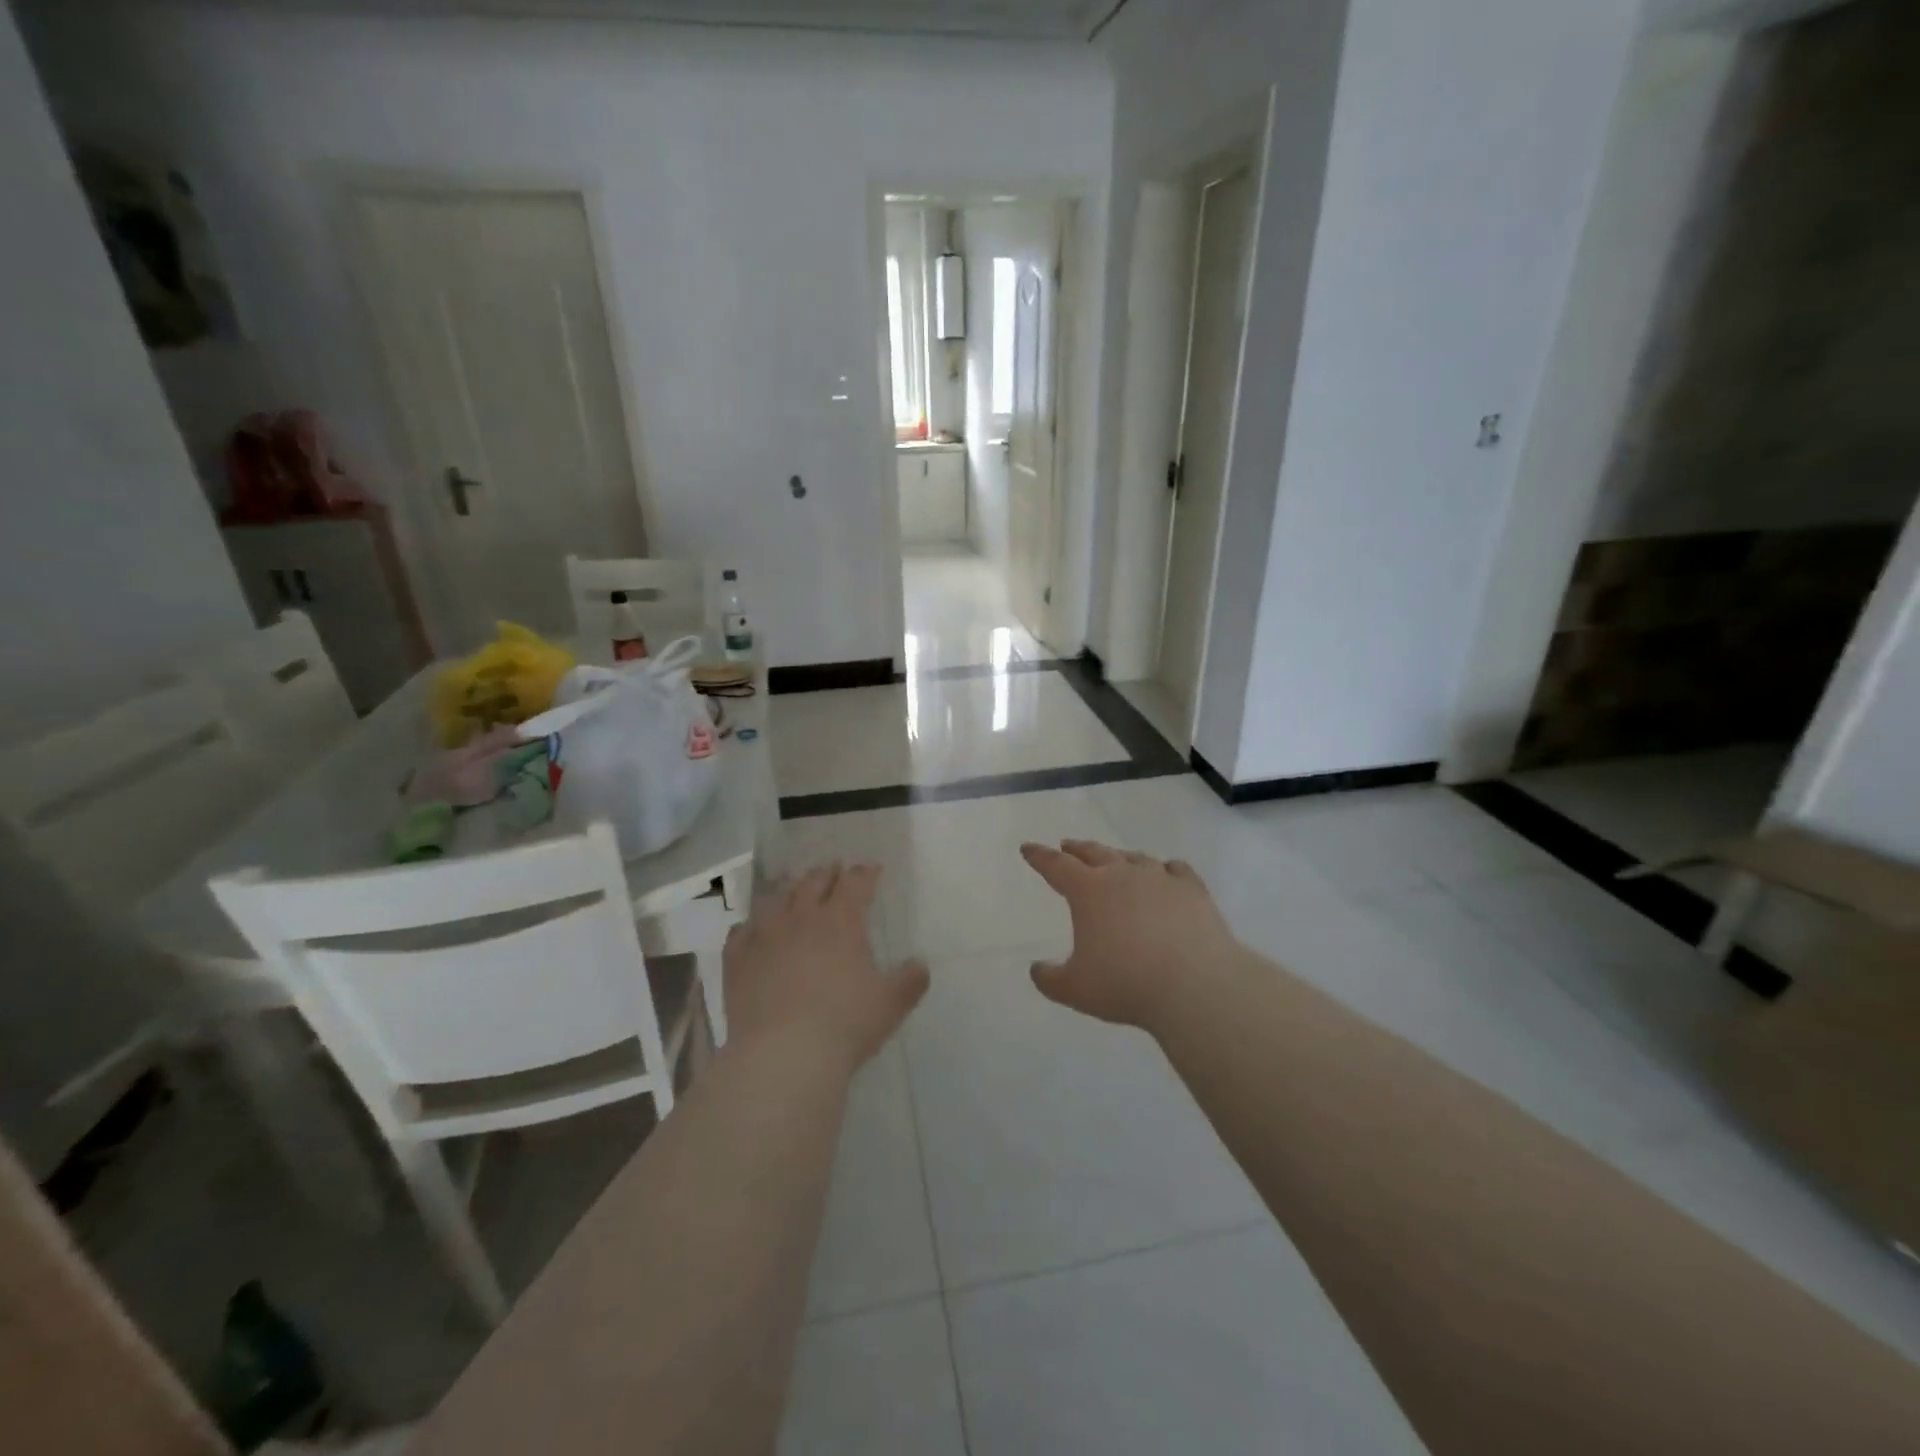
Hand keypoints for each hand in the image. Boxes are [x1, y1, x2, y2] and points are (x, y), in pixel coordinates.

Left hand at [723, 862, 928, 1073]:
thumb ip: (911, 980)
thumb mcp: (891, 1004)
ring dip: (788, 890)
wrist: (783, 1055)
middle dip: (827, 873)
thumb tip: (920, 964)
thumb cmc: (845, 1024)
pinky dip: (751, 925)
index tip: (872, 869)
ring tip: (794, 891)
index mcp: (841, 921)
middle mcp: (801, 918)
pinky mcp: (737, 960)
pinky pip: (741, 931)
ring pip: (775, 899)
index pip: (855, 883)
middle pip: (813, 882)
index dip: (865, 873)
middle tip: (834, 871)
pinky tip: (754, 930)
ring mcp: (764, 936)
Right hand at [1020, 840, 1250, 1030]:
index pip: (1056, 866)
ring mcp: (1161, 878)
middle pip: (1095, 853)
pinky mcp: (1193, 890)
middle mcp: (1123, 875)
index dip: (1040, 857)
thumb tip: (1037, 969)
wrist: (1196, 986)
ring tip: (1116, 861)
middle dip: (1077, 849)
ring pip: (1135, 858)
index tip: (1028, 848)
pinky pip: (1175, 869)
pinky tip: (1167, 873)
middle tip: (1067, 846)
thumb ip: (1050, 979)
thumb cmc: (1127, 985)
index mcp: (1089, 891)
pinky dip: (1166, 870)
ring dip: (1120, 857)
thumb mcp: (1075, 990)